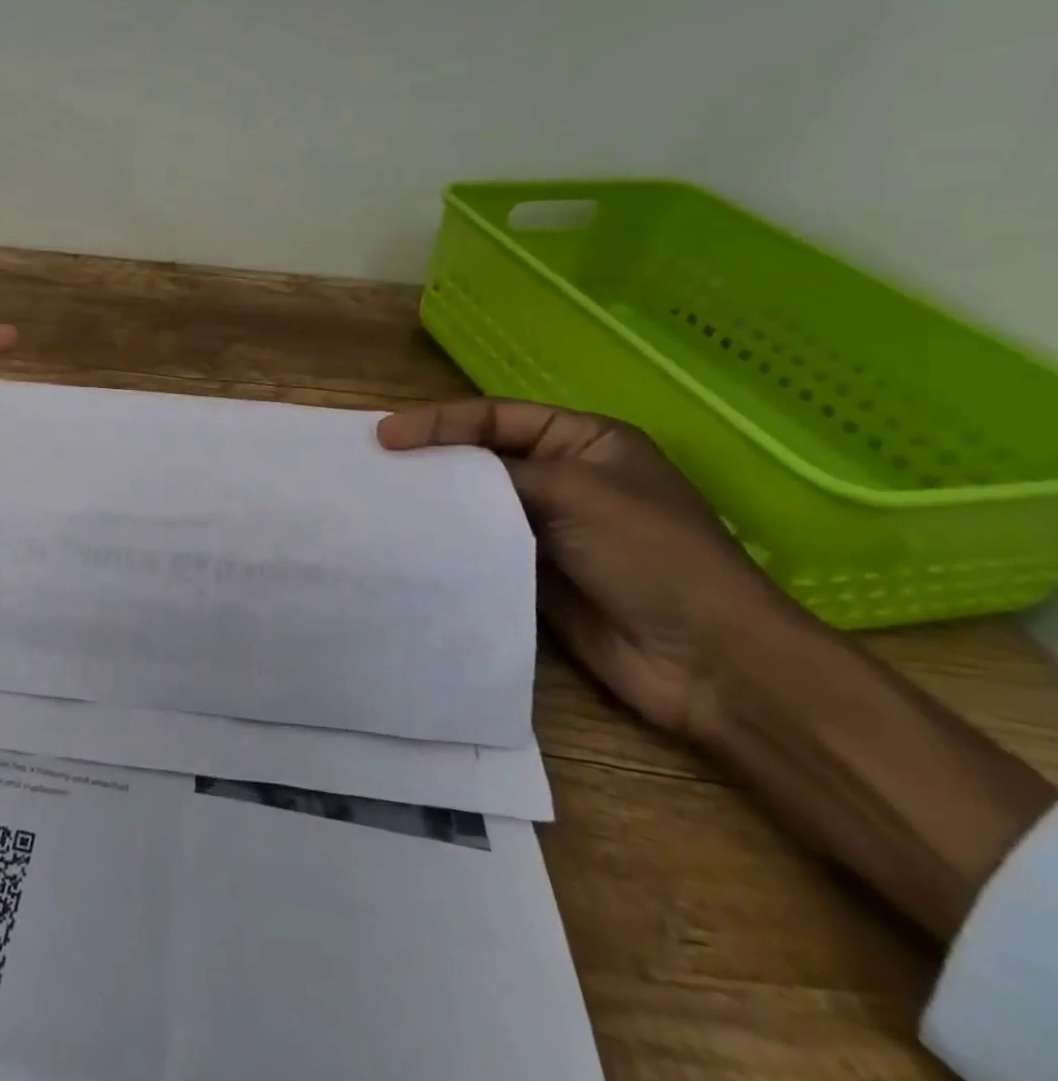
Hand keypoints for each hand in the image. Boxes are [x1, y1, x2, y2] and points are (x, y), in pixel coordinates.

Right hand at [375, 398, 800, 745]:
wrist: (706, 661)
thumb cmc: (651, 555)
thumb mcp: (578, 492)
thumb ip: (501, 475)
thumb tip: (433, 472)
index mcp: (585, 443)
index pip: (497, 419)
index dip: (440, 423)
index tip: (386, 436)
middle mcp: (563, 479)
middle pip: (482, 459)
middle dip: (431, 459)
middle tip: (374, 464)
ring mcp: (547, 529)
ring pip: (477, 505)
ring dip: (436, 503)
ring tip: (381, 501)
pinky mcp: (532, 574)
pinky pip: (480, 547)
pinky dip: (449, 543)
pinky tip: (411, 542)